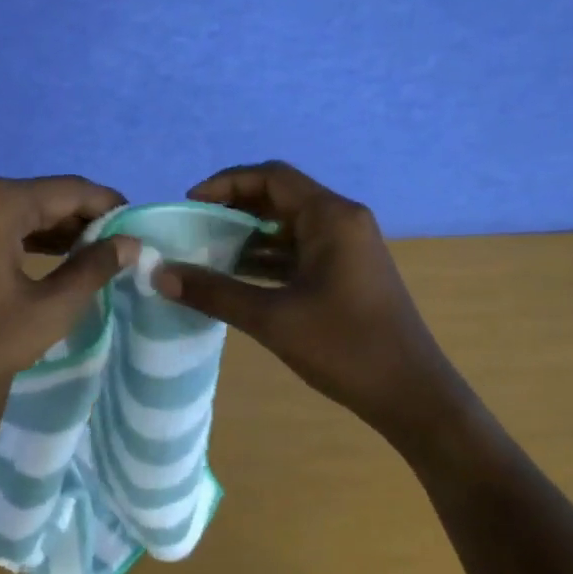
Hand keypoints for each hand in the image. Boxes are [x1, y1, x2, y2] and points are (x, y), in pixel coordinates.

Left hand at [0, 176, 138, 424]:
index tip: (140, 225)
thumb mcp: (47, 310)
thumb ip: (92, 269)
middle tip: (120, 246)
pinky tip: (52, 257)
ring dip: (54, 229)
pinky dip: (24, 236)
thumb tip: (128, 243)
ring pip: (18, 209)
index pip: (70, 190)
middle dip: (82, 220)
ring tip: (94, 254)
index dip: (109, 206)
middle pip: (43, 196)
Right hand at [152, 161, 462, 451]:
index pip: (271, 177)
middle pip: (279, 196)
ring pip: (287, 225)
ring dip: (247, 234)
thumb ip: (214, 291)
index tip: (189, 204)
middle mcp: (342, 221)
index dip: (225, 183)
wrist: (412, 396)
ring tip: (204, 251)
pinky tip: (234, 276)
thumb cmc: (346, 348)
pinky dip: (266, 257)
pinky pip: (298, 250)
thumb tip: (160, 274)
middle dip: (233, 208)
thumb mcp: (272, 318)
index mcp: (331, 217)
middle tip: (192, 227)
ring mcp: (346, 247)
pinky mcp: (345, 272)